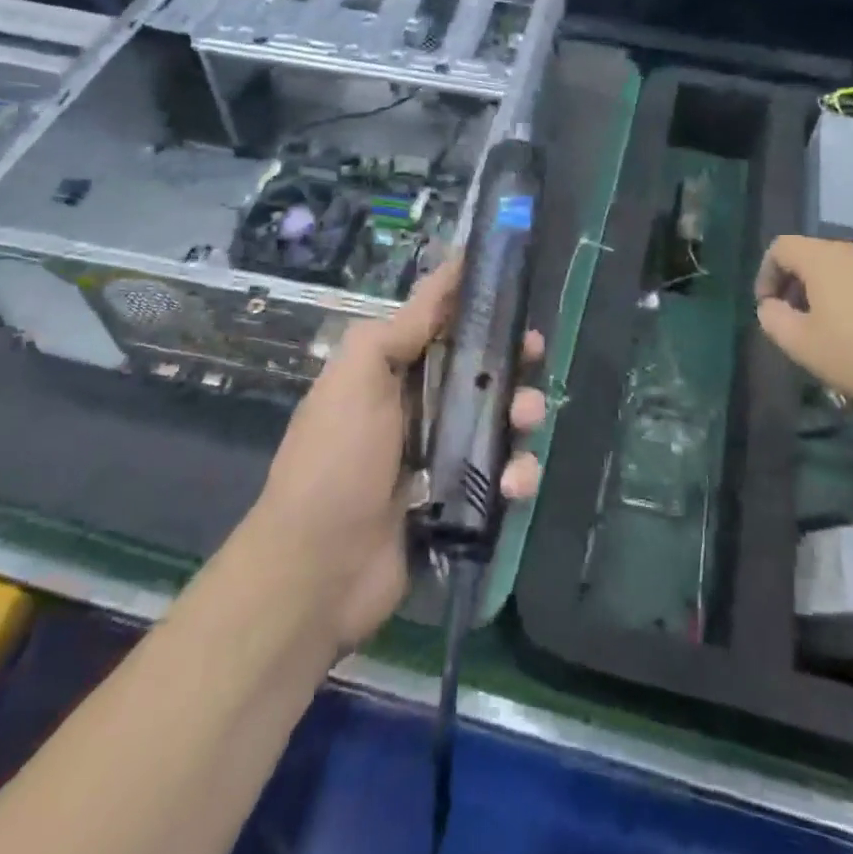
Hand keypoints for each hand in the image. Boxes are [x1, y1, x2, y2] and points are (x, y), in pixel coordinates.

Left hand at [259, 256, 546, 647]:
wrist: (318, 572)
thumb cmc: (336, 460)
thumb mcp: (357, 377)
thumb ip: (399, 330)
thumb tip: (441, 282)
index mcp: (393, 372)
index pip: (441, 322)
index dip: (475, 301)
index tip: (514, 282)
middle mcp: (420, 406)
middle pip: (480, 369)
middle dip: (512, 357)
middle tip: (534, 351)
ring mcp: (443, 455)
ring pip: (501, 419)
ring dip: (524, 413)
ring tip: (527, 420)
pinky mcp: (462, 500)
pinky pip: (503, 475)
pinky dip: (517, 475)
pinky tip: (513, 483)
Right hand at [754, 235, 852, 428]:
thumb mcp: (802, 345)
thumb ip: (774, 320)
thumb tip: (770, 306)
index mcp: (823, 258)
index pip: (781, 247)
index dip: (766, 274)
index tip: (768, 308)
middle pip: (812, 256)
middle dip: (795, 284)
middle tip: (795, 322)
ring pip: (843, 269)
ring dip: (826, 293)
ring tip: (831, 331)